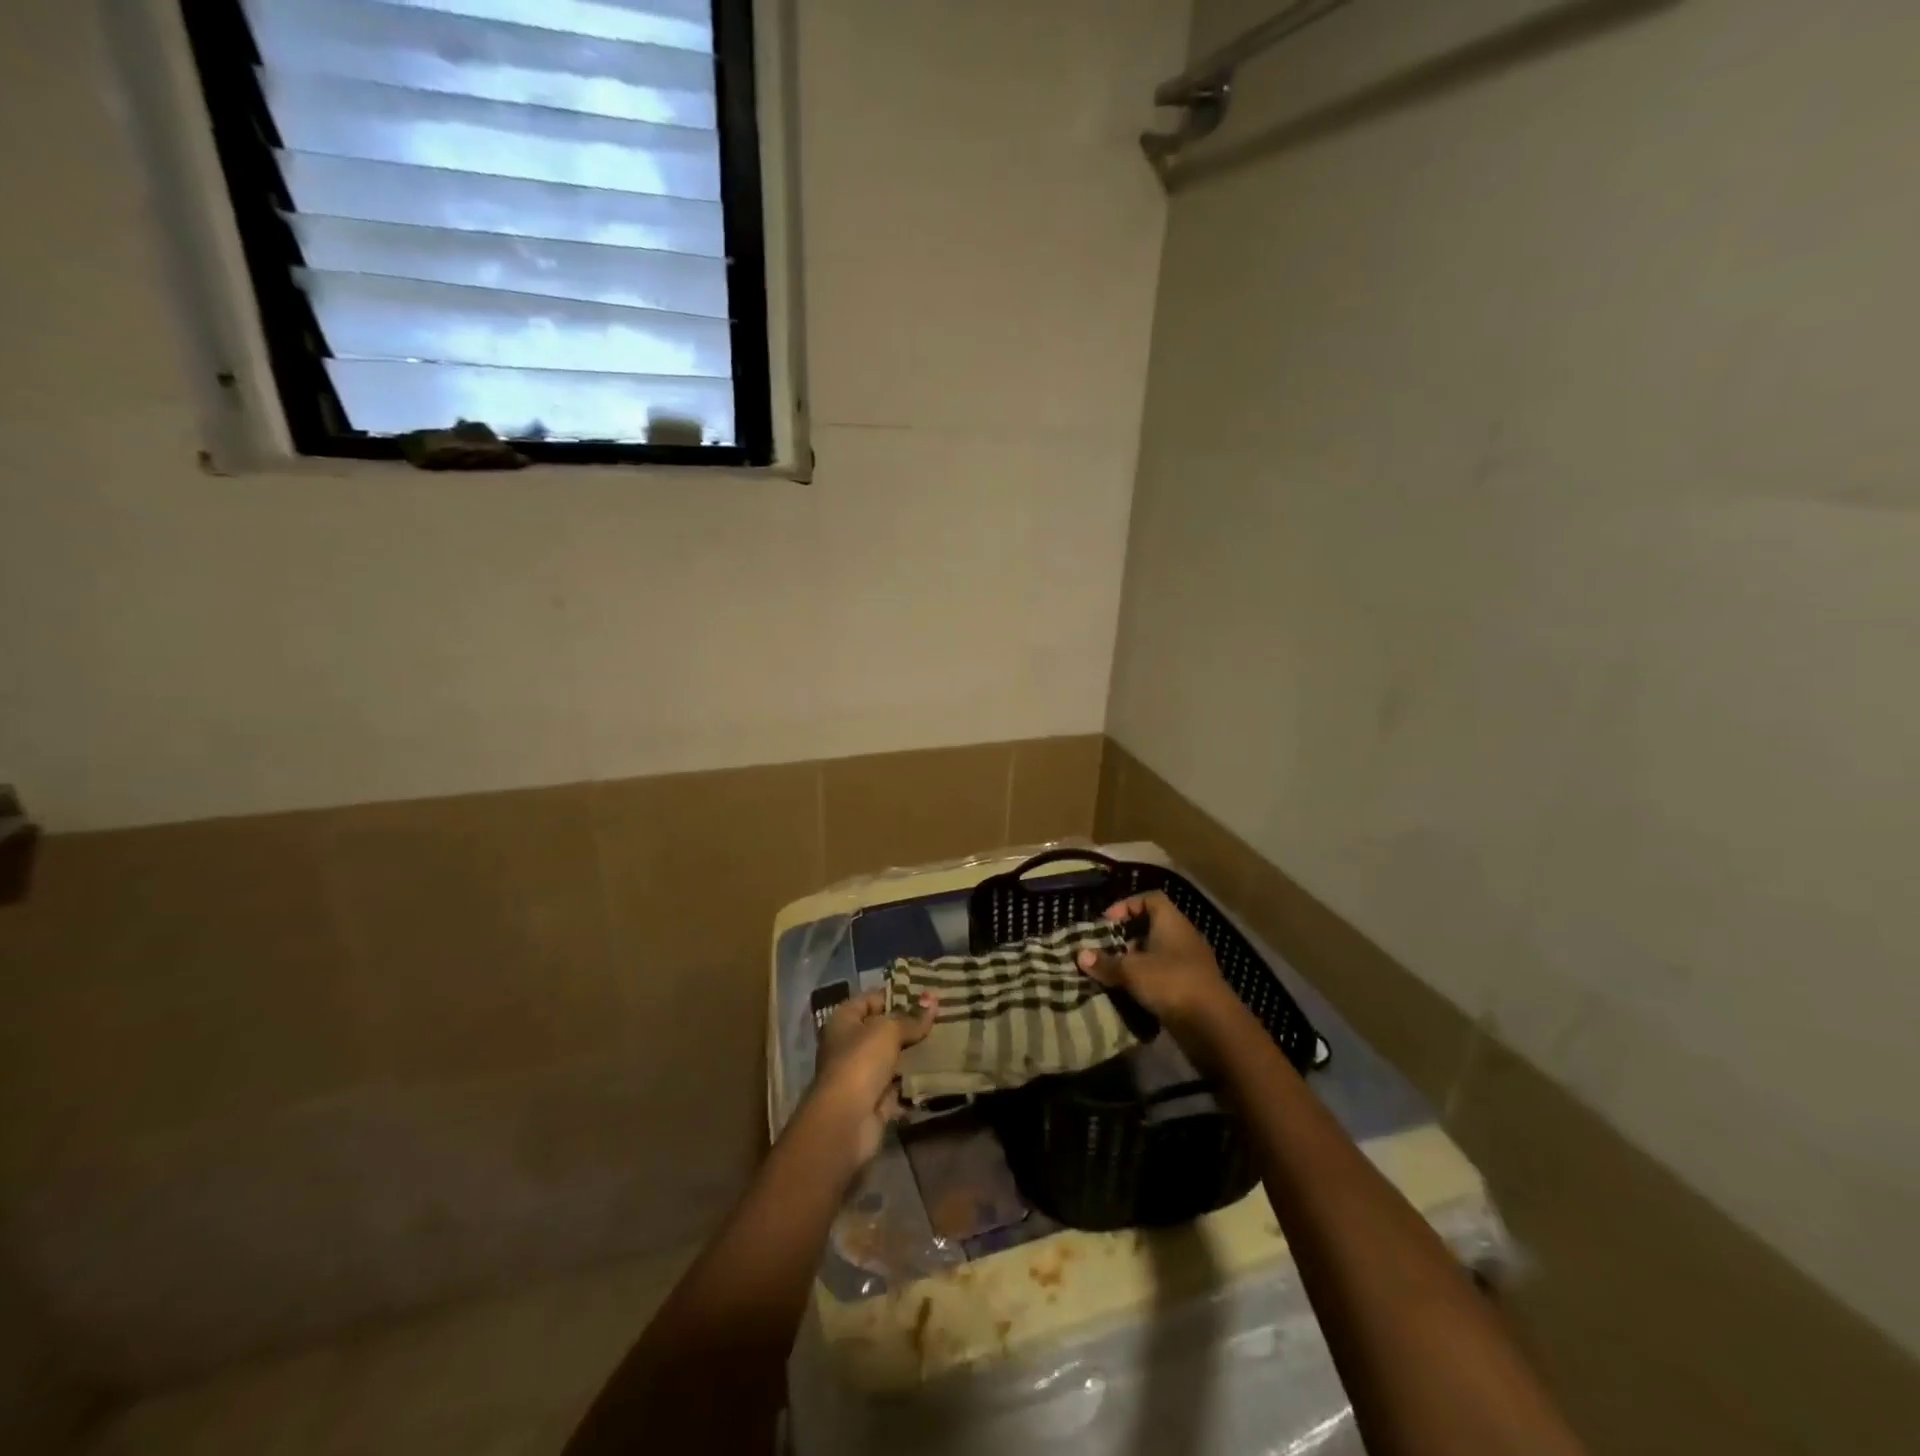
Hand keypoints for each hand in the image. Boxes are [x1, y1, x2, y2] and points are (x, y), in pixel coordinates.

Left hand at [809, 989, 934, 1165]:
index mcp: (844, 1021)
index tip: (927, 994)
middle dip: (910, 1025)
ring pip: (893, 1058)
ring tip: (946, 1040)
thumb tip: (932, 1000)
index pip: (872, 999)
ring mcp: (862, 1074)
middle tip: (943, 1016)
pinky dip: (916, 1081)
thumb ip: (912, 1018)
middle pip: (883, 1029)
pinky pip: (899, 1085)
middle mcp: (849, 1045)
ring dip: (915, 1053)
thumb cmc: (861, 1062)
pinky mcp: (875, 1100)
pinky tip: (940, 1071)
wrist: (846, 1121)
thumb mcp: (888, 1031)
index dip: (897, 994)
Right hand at [1076, 890, 1231, 1024]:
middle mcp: (1183, 938)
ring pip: (1156, 954)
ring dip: (1135, 962)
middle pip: (1151, 927)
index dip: (1127, 905)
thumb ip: (1105, 962)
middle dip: (1126, 938)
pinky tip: (1130, 994)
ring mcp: (1190, 964)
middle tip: (1105, 951)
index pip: (1150, 899)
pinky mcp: (1192, 988)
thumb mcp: (1131, 971)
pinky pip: (1164, 977)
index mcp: (1172, 922)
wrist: (1213, 1026)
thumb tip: (1080, 955)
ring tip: (1113, 974)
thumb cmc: (1171, 983)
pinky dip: (1147, 982)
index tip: (1106, 922)